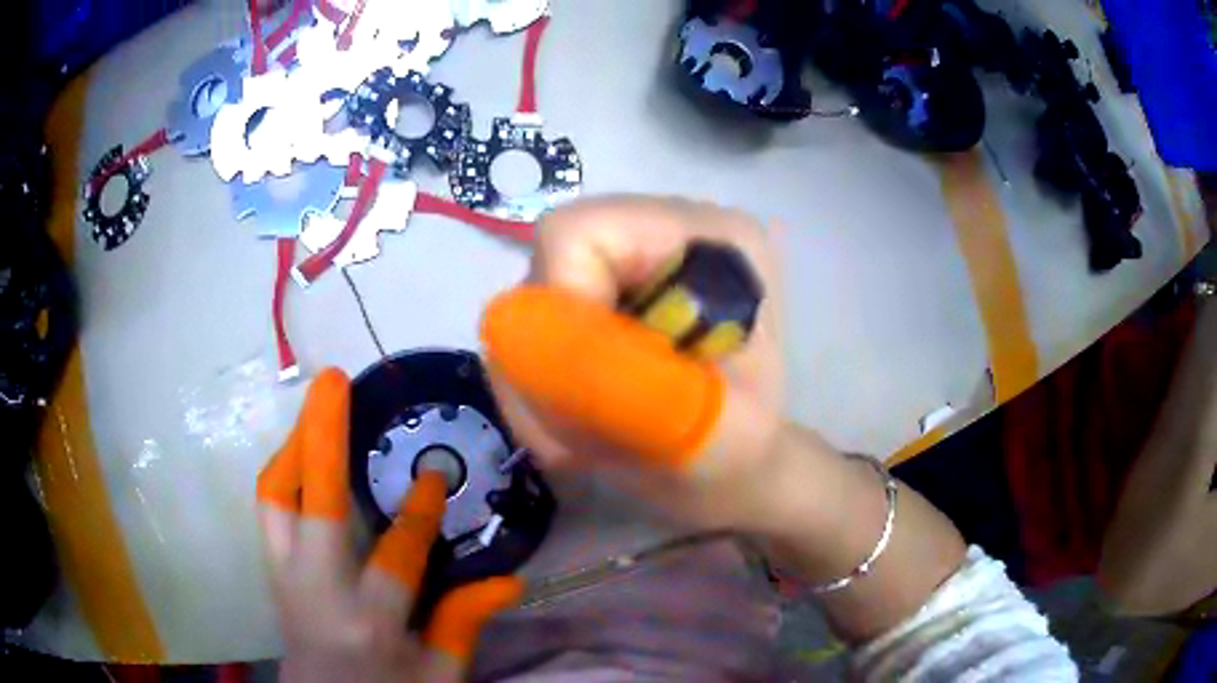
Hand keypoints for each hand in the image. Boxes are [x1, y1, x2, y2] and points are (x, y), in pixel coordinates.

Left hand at [257, 369, 522, 682]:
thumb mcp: (436, 675)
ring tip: (318, 407)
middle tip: (333, 382)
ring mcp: (283, 579)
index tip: (432, 475)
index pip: (396, 557)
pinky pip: (271, 508)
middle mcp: (316, 593)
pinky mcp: (271, 571)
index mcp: (369, 625)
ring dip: (296, 447)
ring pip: (275, 499)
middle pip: (313, 508)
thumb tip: (510, 580)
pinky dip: (286, 471)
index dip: (418, 513)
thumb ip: (462, 625)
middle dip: (322, 440)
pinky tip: (305, 453)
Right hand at [482, 195, 967, 643]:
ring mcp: (647, 257)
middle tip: (570, 437)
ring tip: (580, 441)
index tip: (576, 404)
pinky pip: (548, 322)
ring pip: (539, 296)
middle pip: (551, 262)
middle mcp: (681, 226)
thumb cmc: (752, 464)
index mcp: (719, 236)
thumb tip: (525, 340)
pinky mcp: (621, 292)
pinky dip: (546, 379)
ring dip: (541, 378)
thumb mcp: (705, 442)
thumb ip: (625, 395)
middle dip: (543, 357)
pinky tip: (581, 421)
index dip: (559, 314)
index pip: (581, 232)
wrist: (767, 474)